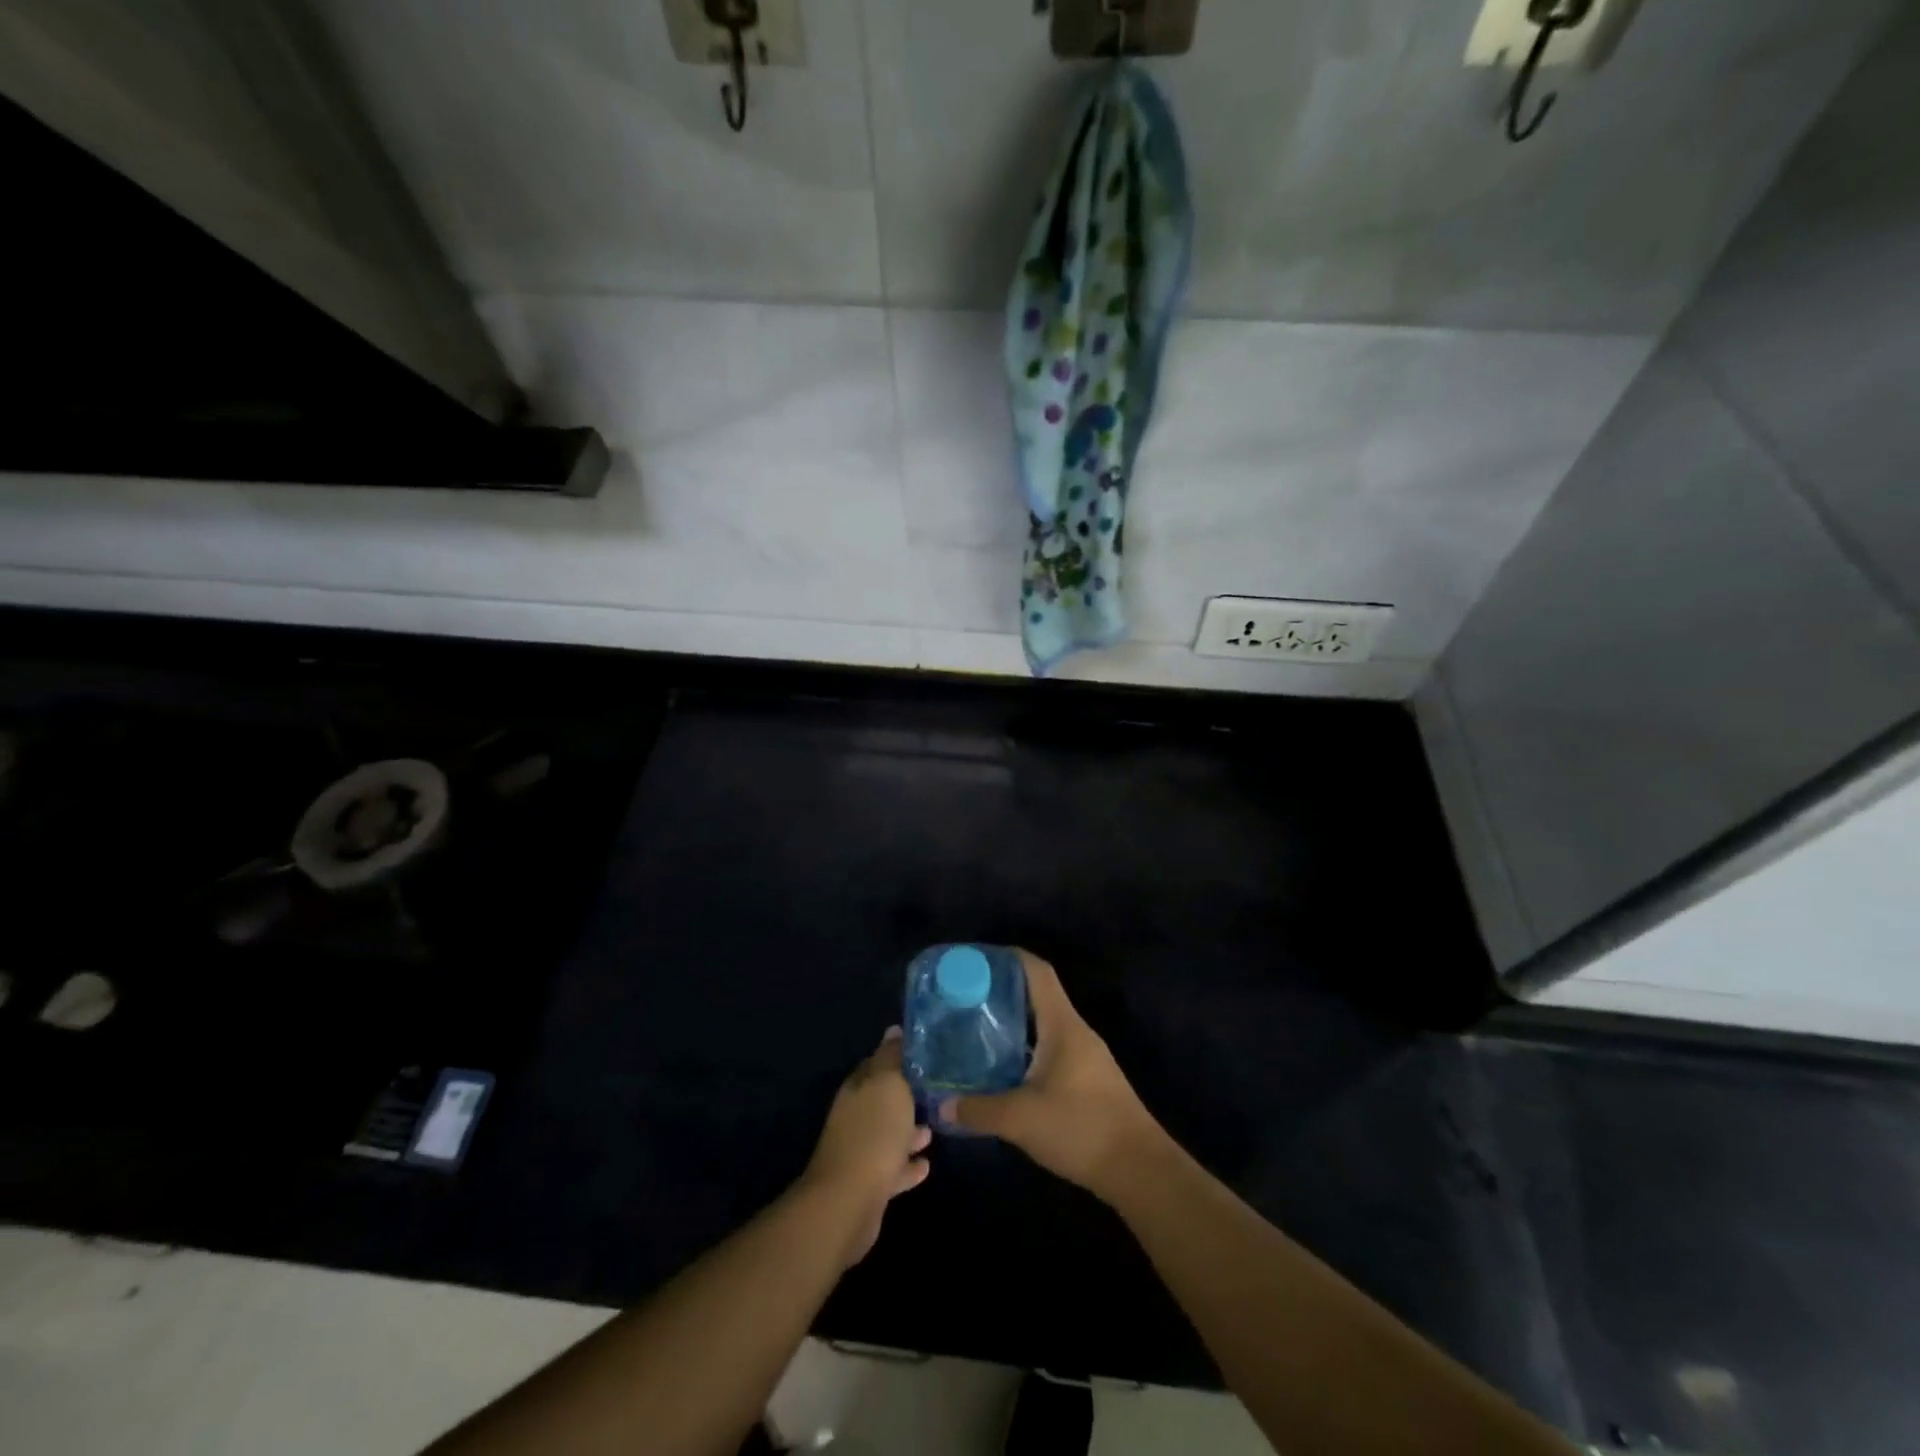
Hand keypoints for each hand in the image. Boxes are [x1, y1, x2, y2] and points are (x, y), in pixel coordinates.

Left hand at [801, 1028, 931, 1266]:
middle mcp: (855, 1116)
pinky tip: (926, 1165)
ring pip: (888, 1134)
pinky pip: (893, 1168)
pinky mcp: (869, 1185)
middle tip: (936, 1091)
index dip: (897, 1057)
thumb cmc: (873, 1133)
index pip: (876, 1063)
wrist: (849, 1202)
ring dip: (909, 1131)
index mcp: (857, 1088)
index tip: (924, 1054)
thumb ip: (891, 1057)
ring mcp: (860, 1151)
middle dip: (906, 1095)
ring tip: (934, 1128)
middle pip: (883, 1100)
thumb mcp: (888, 1085)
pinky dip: (908, 1164)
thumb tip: (893, 1030)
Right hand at [942, 951, 1163, 1204]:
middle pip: (1038, 995)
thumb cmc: (1081, 1128)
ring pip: (1045, 1024)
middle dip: (1003, 992)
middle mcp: (1075, 1032)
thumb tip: (941, 1106)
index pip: (1037, 971)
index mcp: (1063, 1025)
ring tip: (977, 1030)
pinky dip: (1026, 1048)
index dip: (1008, 958)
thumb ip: (979, 1110)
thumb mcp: (1021, 1120)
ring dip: (1014, 1022)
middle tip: (965, 999)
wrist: (1139, 1170)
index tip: (976, 960)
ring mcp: (1085, 1056)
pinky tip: (1004, 1069)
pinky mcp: (1087, 1079)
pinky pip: (1051, 1048)